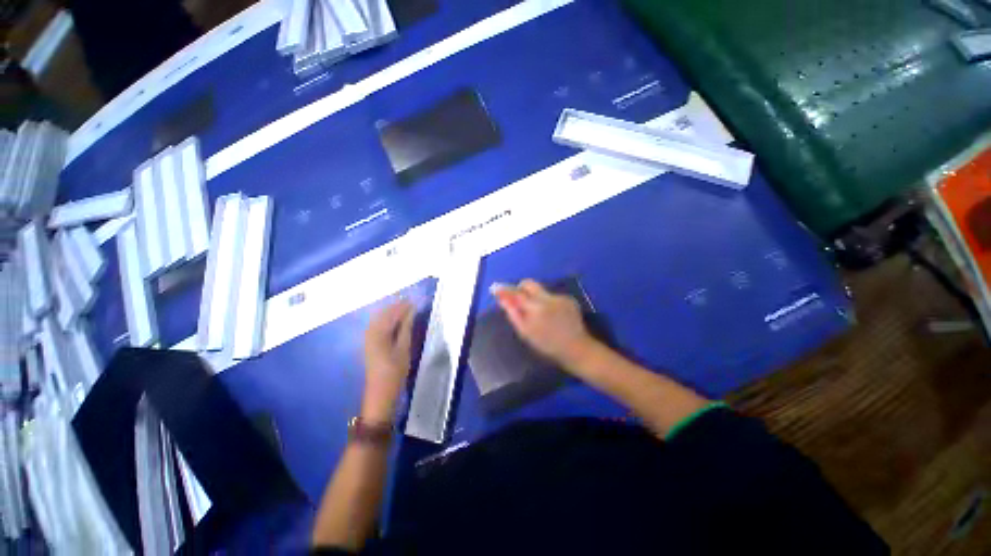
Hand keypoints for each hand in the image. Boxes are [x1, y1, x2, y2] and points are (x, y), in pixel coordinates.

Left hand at [362, 300, 414, 422]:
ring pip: (379, 318)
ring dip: (391, 312)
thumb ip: (406, 327)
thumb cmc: (395, 370)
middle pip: (383, 313)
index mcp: (379, 333)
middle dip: (396, 306)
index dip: (403, 306)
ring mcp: (368, 337)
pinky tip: (394, 319)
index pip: (391, 313)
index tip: (414, 300)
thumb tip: (410, 311)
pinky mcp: (369, 343)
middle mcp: (370, 332)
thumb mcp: (404, 348)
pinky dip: (386, 319)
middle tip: (410, 302)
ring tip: (404, 308)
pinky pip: (377, 324)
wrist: (380, 391)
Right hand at [495, 279, 597, 369]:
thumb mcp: (526, 333)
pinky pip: (552, 296)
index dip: (505, 290)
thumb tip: (503, 299)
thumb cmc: (547, 345)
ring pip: (541, 291)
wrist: (576, 349)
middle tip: (518, 300)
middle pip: (529, 284)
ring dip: (535, 298)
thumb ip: (513, 313)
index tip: (495, 288)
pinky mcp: (569, 299)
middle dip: (521, 289)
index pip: (516, 293)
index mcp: (536, 308)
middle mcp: (548, 298)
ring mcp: (560, 297)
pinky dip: (547, 303)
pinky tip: (552, 316)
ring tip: (539, 315)